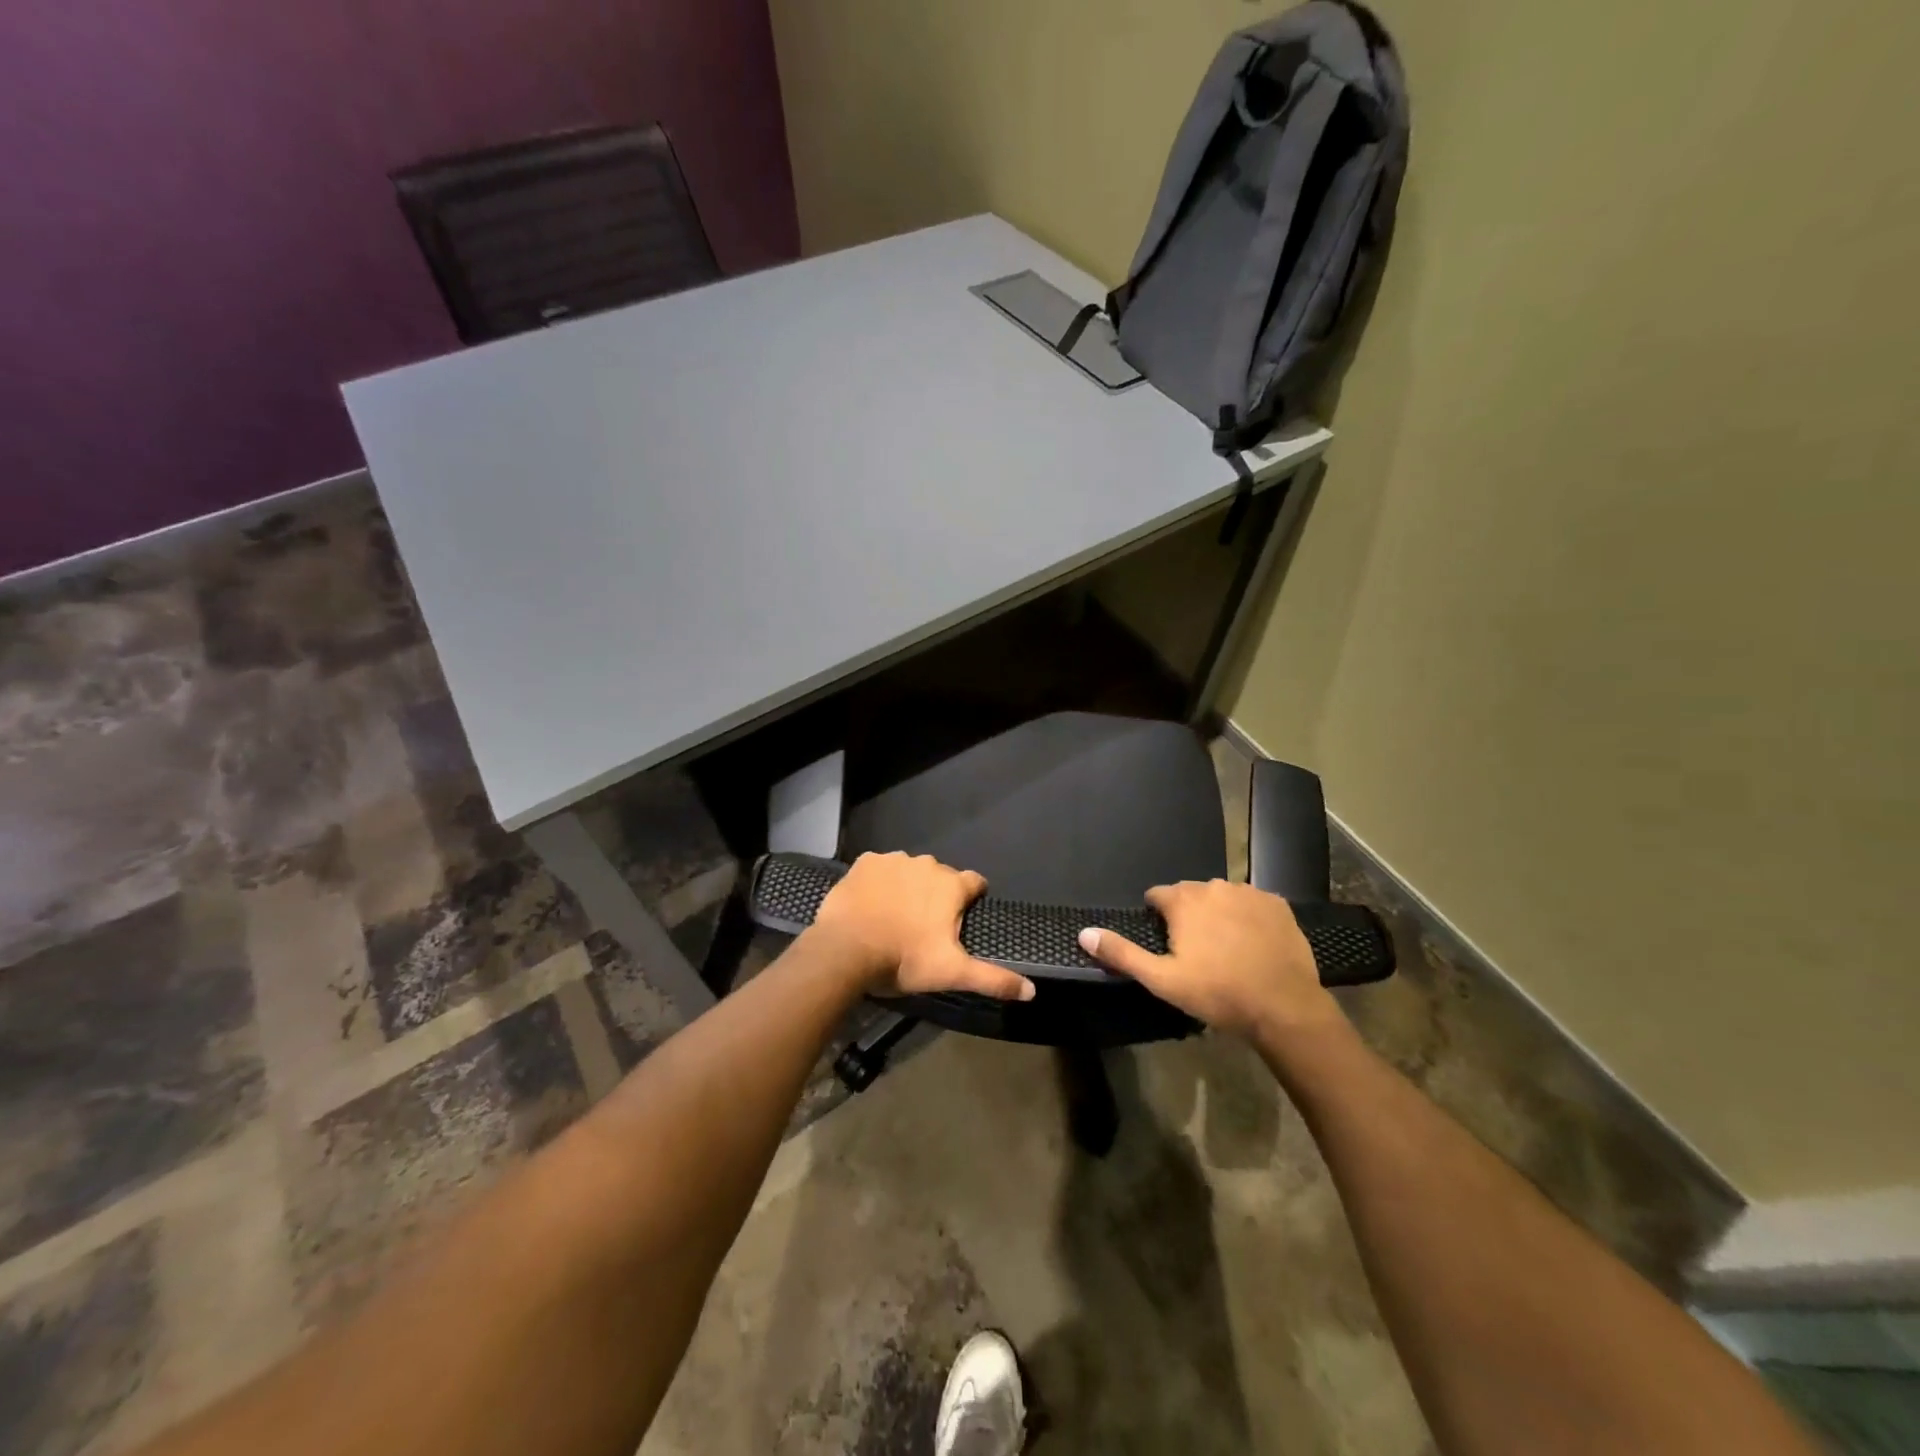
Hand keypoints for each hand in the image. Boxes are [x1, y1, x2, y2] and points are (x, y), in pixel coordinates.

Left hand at [807, 852, 1035, 1001]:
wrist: (846, 950)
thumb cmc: (904, 959)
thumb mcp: (952, 973)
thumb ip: (994, 979)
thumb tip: (1032, 991)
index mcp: (951, 885)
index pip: (975, 882)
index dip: (971, 898)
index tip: (962, 917)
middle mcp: (926, 864)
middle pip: (940, 877)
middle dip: (936, 895)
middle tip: (923, 926)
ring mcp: (894, 860)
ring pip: (909, 871)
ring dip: (907, 887)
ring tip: (894, 916)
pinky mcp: (865, 862)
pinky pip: (879, 868)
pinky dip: (878, 882)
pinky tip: (871, 904)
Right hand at [1078, 879, 1343, 1043]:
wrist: (1283, 1006)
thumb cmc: (1217, 993)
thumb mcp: (1162, 980)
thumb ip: (1122, 953)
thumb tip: (1084, 932)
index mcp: (1184, 900)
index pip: (1157, 895)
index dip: (1158, 918)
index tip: (1167, 945)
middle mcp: (1214, 886)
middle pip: (1190, 895)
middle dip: (1188, 915)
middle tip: (1196, 952)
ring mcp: (1249, 892)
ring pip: (1222, 897)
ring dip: (1218, 914)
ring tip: (1226, 949)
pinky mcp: (1277, 904)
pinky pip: (1252, 903)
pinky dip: (1248, 917)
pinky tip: (1253, 944)